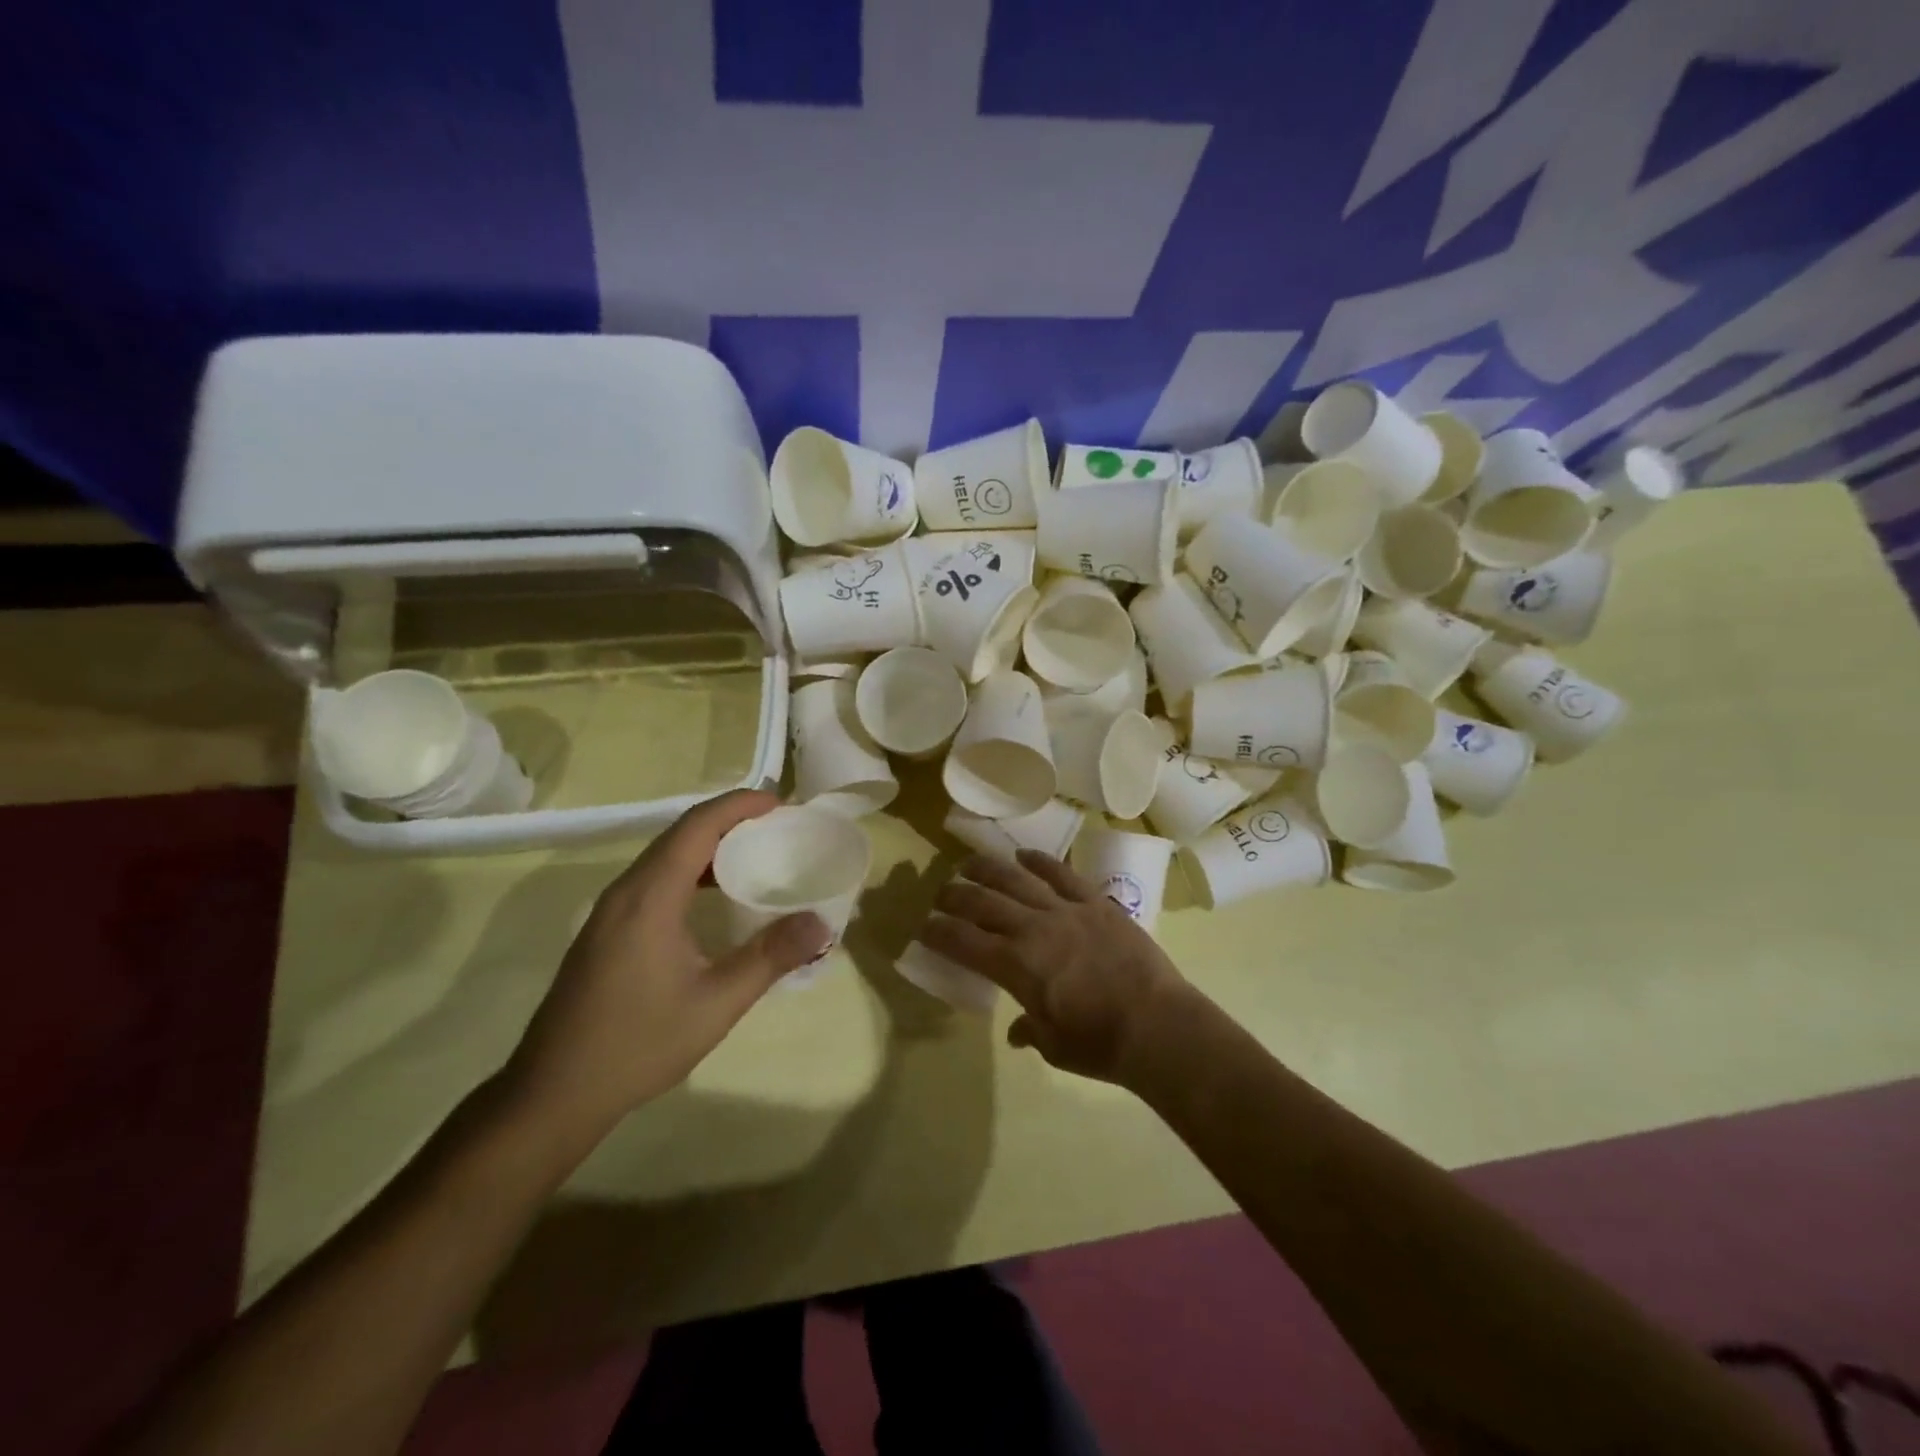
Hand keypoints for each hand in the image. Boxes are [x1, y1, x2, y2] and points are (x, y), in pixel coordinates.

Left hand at [504, 790, 830, 1136]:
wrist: (554, 1093)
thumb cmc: (639, 1044)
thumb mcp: (717, 1003)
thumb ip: (770, 957)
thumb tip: (821, 923)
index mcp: (650, 897)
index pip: (697, 826)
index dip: (739, 805)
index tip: (781, 803)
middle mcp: (625, 892)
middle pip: (679, 834)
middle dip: (729, 820)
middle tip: (776, 826)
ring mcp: (609, 912)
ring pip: (663, 857)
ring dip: (708, 845)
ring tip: (752, 853)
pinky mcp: (604, 931)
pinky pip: (652, 880)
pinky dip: (688, 870)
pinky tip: (711, 897)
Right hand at [925, 850, 1196, 1086]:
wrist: (1158, 1026)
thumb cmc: (1100, 1045)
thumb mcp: (1054, 1046)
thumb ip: (1030, 1030)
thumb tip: (1017, 1030)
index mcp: (1016, 966)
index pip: (963, 941)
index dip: (939, 931)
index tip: (924, 925)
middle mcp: (1033, 929)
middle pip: (983, 902)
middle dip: (955, 895)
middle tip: (941, 893)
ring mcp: (1066, 910)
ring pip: (1017, 879)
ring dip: (988, 869)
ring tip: (969, 863)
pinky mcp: (1096, 903)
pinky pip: (1062, 874)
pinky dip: (1040, 862)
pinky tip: (1025, 856)